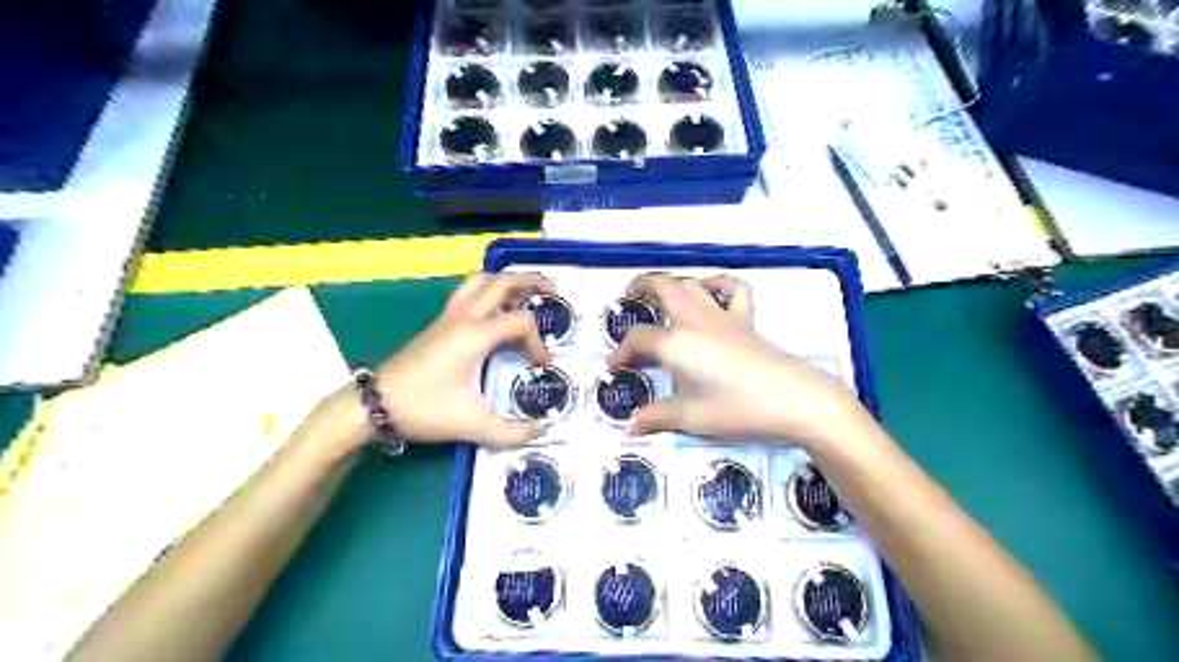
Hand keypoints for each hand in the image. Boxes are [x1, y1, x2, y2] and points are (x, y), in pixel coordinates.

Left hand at [369, 271, 556, 445]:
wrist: (375, 405)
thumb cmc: (424, 409)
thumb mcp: (473, 425)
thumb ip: (513, 432)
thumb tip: (543, 429)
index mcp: (476, 335)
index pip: (521, 322)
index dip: (539, 342)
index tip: (542, 366)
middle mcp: (464, 317)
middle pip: (502, 281)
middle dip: (531, 281)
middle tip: (552, 292)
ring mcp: (448, 317)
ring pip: (480, 280)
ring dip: (505, 282)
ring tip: (524, 296)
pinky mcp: (438, 323)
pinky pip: (467, 293)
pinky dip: (487, 291)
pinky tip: (494, 312)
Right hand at [613, 273, 867, 448]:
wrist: (794, 400)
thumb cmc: (738, 409)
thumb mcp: (691, 417)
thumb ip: (657, 417)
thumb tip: (629, 427)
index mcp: (676, 343)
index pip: (639, 339)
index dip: (622, 351)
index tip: (615, 366)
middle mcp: (695, 321)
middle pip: (663, 288)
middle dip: (641, 286)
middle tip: (628, 297)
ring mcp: (722, 317)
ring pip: (693, 284)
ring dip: (673, 283)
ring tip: (661, 293)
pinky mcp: (746, 321)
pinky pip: (733, 291)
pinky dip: (719, 285)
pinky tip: (711, 294)